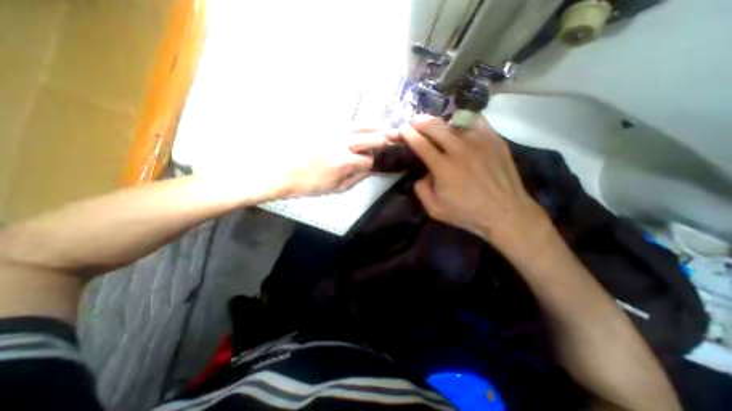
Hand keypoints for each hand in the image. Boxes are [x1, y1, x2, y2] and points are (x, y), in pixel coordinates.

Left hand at [193, 125, 398, 202]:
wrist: (281, 171)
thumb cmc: (309, 185)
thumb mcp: (336, 189)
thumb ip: (357, 178)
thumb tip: (371, 168)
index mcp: (345, 162)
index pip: (372, 159)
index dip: (378, 162)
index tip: (381, 163)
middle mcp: (343, 142)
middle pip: (375, 136)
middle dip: (384, 142)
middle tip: (387, 145)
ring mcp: (334, 130)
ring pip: (364, 124)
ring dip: (375, 130)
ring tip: (378, 135)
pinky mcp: (325, 125)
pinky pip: (349, 123)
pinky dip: (359, 128)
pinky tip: (358, 134)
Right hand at [397, 114, 545, 244]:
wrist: (504, 211)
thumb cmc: (467, 213)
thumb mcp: (434, 209)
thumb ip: (420, 190)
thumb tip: (422, 174)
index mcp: (443, 167)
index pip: (420, 143)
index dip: (408, 134)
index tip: (402, 129)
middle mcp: (459, 149)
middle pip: (434, 127)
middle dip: (420, 122)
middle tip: (414, 123)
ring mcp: (478, 142)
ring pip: (454, 122)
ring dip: (439, 122)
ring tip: (434, 125)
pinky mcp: (494, 139)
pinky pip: (475, 121)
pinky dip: (463, 120)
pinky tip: (459, 125)